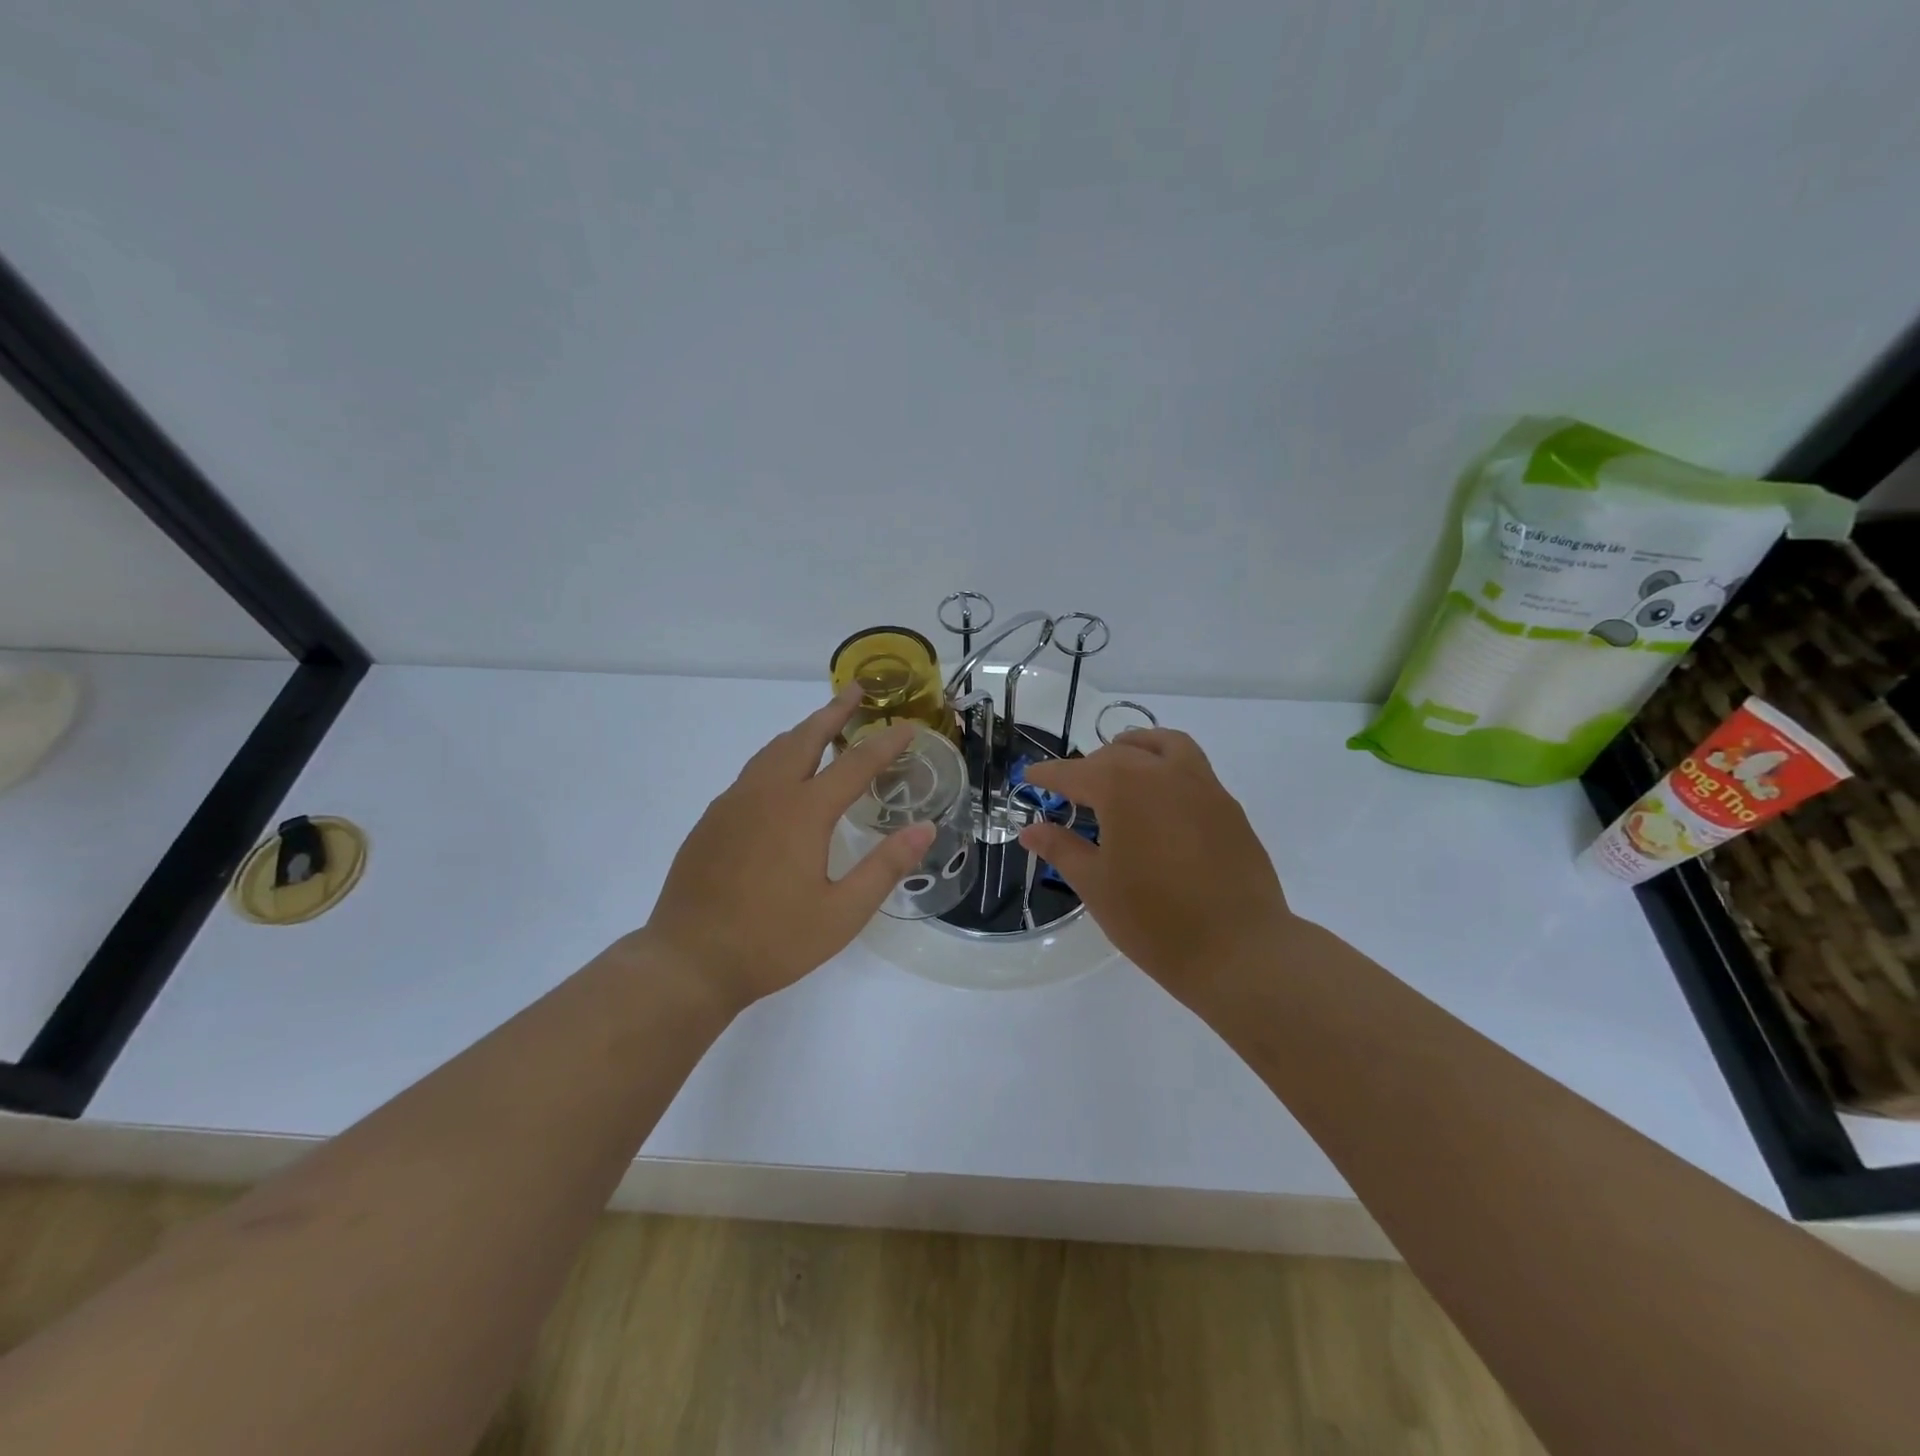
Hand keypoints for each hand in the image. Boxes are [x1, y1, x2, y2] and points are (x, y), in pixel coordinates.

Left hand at [640, 687, 935, 1012]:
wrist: (688, 961)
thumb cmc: (773, 941)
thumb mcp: (842, 914)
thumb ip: (885, 867)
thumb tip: (925, 828)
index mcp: (803, 812)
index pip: (855, 764)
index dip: (885, 743)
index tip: (907, 725)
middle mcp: (767, 795)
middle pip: (805, 738)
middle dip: (834, 712)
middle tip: (857, 692)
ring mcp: (733, 804)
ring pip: (773, 750)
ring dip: (803, 731)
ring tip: (822, 723)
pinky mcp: (712, 820)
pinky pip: (751, 772)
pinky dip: (777, 756)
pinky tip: (781, 775)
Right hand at [1019, 729, 1292, 999]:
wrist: (1239, 950)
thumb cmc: (1153, 920)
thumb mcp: (1095, 885)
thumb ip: (1061, 848)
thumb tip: (1031, 830)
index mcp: (1122, 788)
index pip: (1074, 772)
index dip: (1048, 775)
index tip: (1029, 778)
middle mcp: (1162, 773)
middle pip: (1117, 754)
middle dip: (1089, 766)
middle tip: (1071, 792)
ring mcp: (1203, 786)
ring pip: (1163, 746)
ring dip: (1135, 748)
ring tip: (1121, 766)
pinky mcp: (1229, 807)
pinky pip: (1192, 768)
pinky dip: (1167, 768)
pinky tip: (1161, 804)